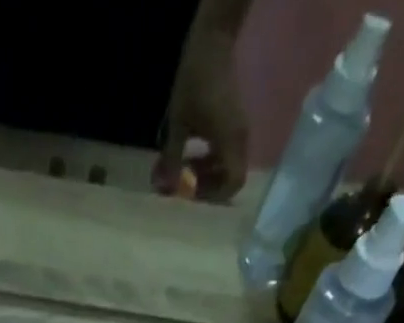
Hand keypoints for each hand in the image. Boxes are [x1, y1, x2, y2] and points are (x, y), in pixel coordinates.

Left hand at [156, 35, 249, 200]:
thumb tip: (164, 189)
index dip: (214, 194)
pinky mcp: (233, 125)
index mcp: (230, 140)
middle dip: (207, 186)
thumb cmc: (194, 83)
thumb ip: (171, 160)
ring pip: (227, 167)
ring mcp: (238, 131)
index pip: (234, 181)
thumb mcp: (178, 125)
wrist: (211, 46)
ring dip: (207, 174)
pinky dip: (210, 161)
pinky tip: (191, 156)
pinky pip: (225, 154)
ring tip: (184, 169)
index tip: (192, 192)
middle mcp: (240, 139)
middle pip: (231, 178)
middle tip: (185, 183)